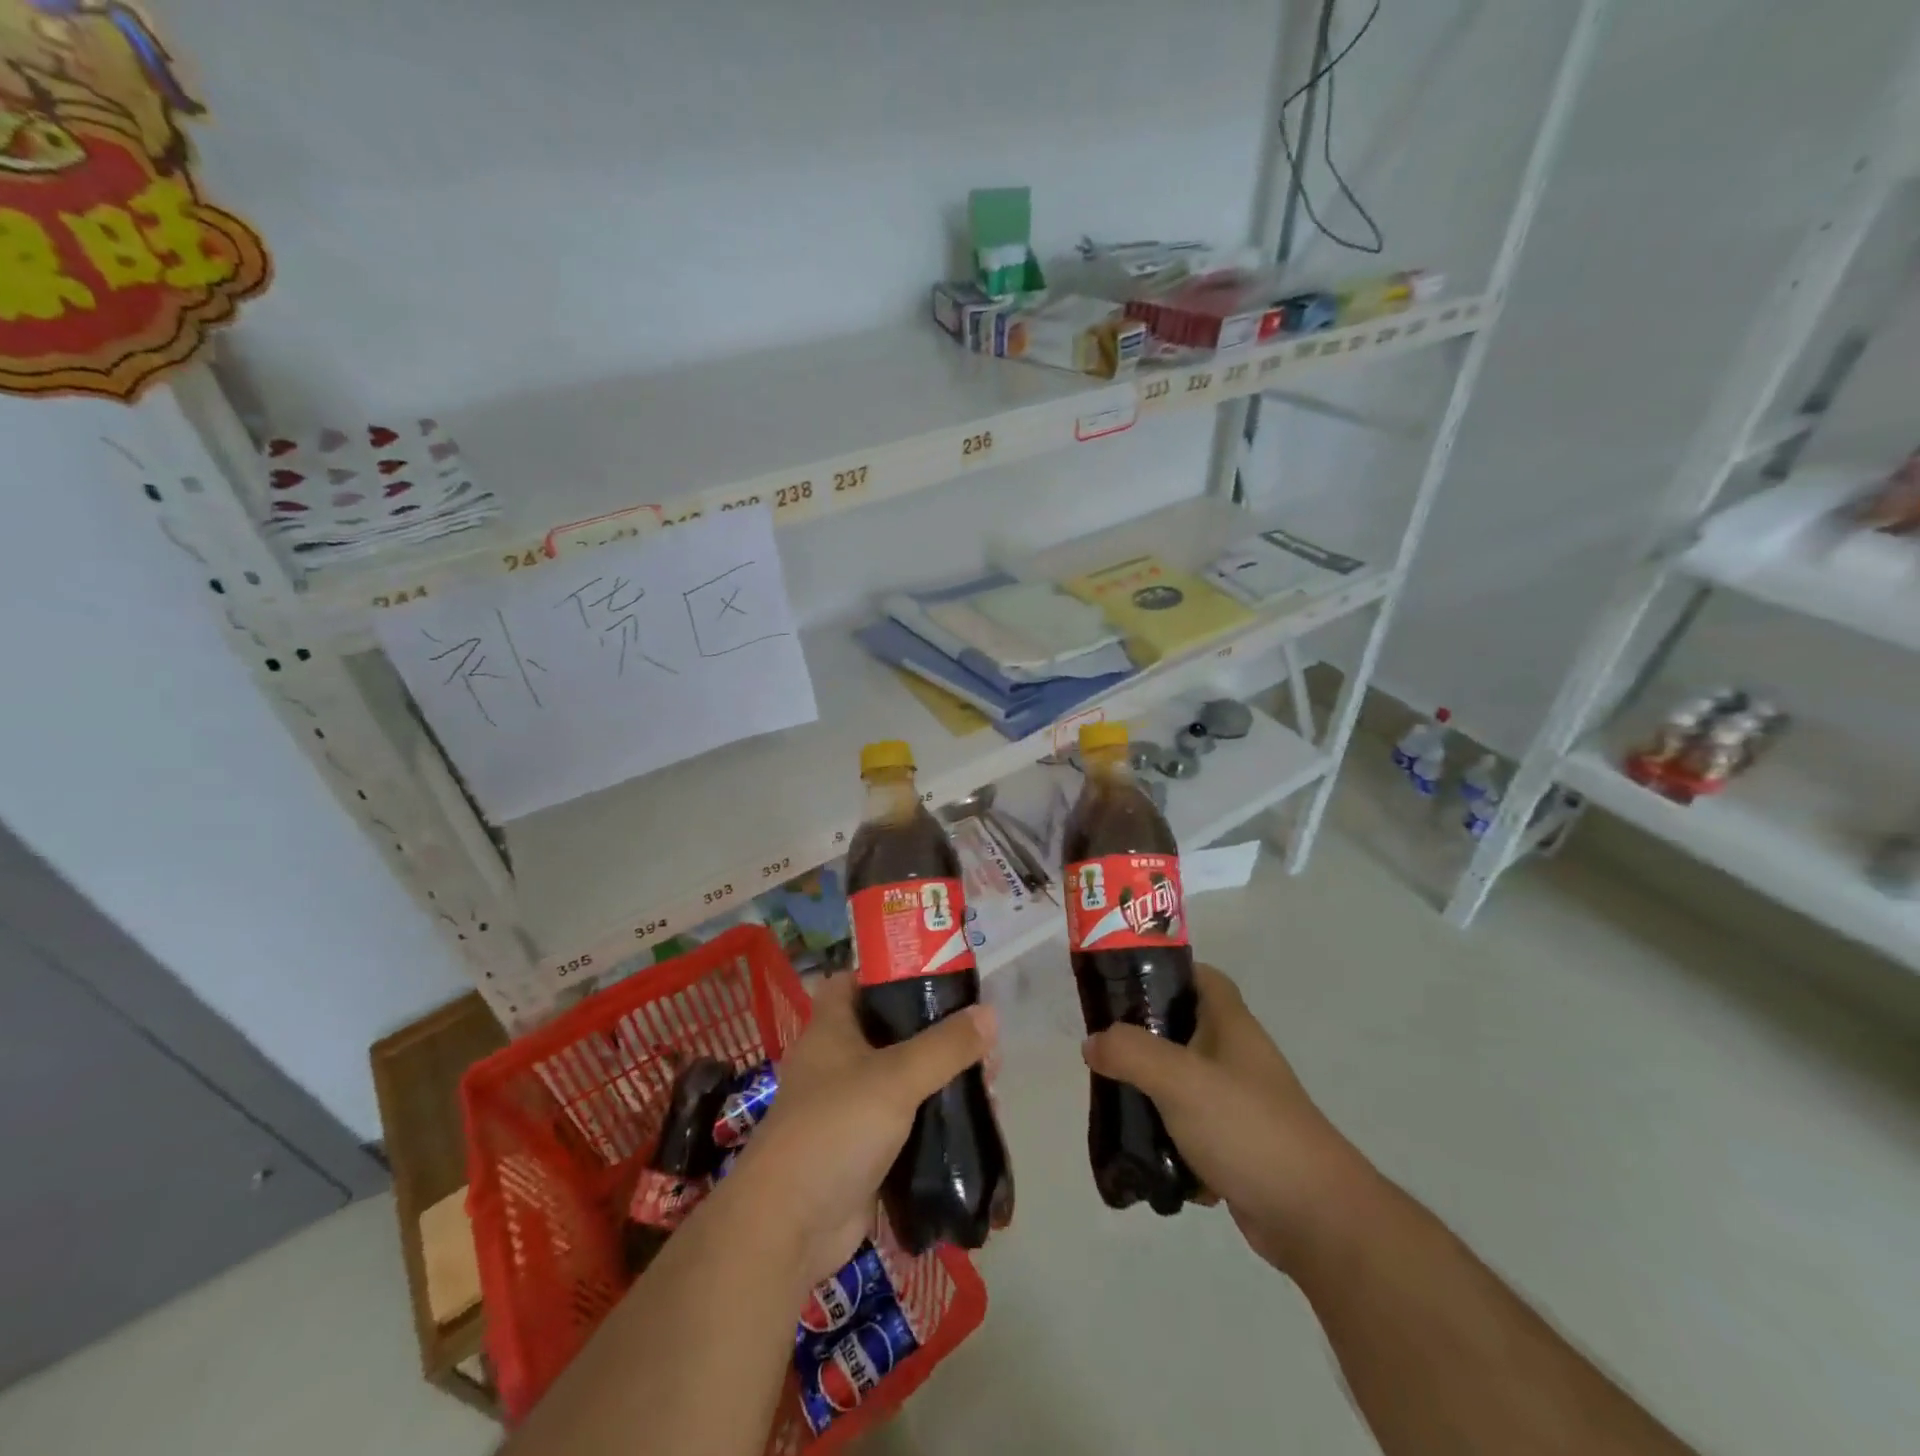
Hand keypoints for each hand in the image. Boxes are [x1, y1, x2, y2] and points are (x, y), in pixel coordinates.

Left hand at [725, 972, 995, 1284]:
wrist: (788, 1227)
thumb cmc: (835, 1129)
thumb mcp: (895, 1077)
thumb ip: (945, 1045)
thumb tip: (990, 1013)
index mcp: (830, 1029)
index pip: (855, 981)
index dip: (890, 972)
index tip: (936, 976)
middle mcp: (837, 1062)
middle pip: (890, 1031)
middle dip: (936, 1032)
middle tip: (980, 1038)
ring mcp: (848, 1108)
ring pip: (903, 1079)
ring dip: (941, 1079)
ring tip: (989, 1082)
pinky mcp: (863, 1150)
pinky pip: (906, 1123)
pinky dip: (935, 1121)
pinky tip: (971, 1123)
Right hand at [1080, 963, 1369, 1271]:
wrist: (1316, 1218)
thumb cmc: (1248, 1128)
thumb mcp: (1180, 1080)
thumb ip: (1131, 1052)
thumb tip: (1092, 1042)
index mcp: (1231, 1025)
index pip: (1200, 976)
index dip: (1165, 970)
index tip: (1122, 982)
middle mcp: (1237, 1057)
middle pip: (1183, 1028)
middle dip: (1143, 1037)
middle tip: (1104, 1047)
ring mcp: (1239, 1103)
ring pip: (1183, 1082)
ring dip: (1152, 1091)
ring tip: (1114, 1100)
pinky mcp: (1237, 1146)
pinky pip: (1192, 1129)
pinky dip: (1171, 1138)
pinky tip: (1147, 1152)